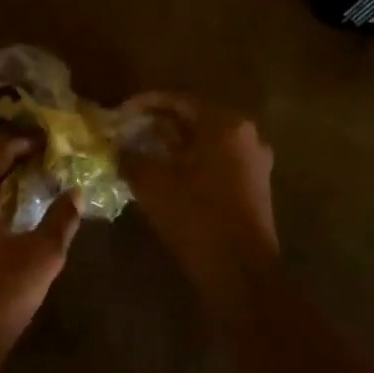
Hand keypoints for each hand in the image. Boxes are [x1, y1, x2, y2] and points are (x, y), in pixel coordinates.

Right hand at [118, 93, 277, 291]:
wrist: (241, 272)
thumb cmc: (197, 218)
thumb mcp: (153, 184)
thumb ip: (131, 157)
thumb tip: (117, 147)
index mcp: (225, 124)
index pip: (179, 100)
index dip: (145, 103)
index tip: (121, 112)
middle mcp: (246, 134)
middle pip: (196, 118)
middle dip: (160, 123)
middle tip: (130, 130)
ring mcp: (255, 160)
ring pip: (208, 140)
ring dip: (176, 143)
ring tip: (144, 151)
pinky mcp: (256, 184)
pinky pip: (219, 159)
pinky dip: (193, 160)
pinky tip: (169, 173)